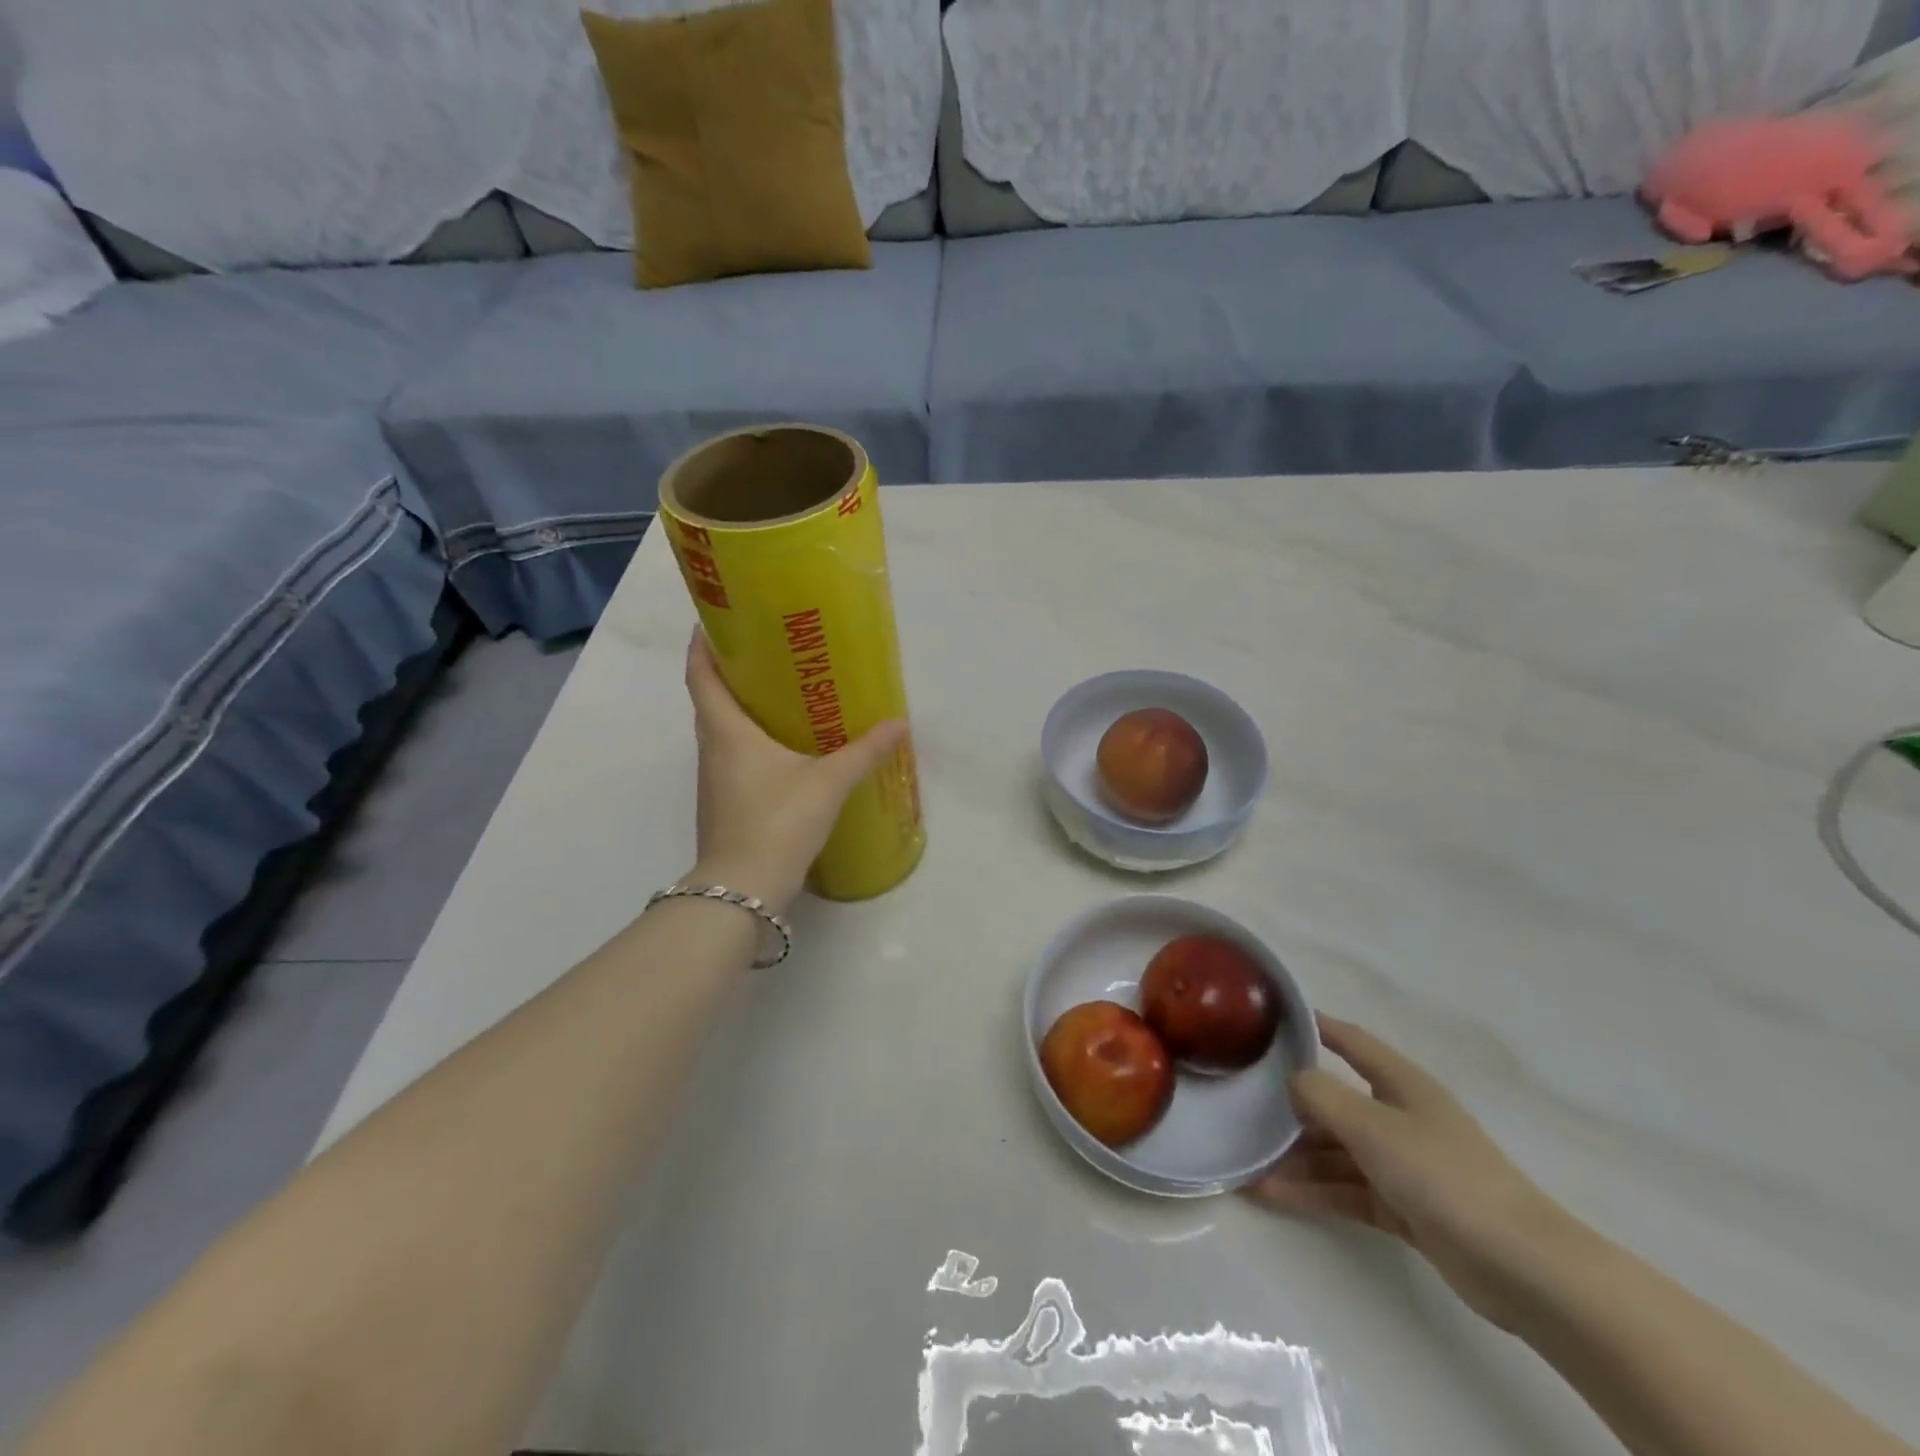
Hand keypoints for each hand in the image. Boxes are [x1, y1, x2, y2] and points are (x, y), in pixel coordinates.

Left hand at [684, 629, 908, 914]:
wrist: (744, 890)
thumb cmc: (778, 821)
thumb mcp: (828, 783)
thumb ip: (863, 752)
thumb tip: (898, 724)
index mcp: (726, 731)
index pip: (700, 674)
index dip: (702, 644)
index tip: (715, 621)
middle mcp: (711, 750)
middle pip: (710, 700)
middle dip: (730, 673)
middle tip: (768, 655)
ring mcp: (714, 781)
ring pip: (721, 732)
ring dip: (741, 711)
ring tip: (780, 697)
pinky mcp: (724, 805)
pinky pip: (732, 759)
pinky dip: (750, 743)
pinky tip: (783, 751)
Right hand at [1250, 1015, 1580, 1329]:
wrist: (1521, 1268)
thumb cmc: (1443, 1175)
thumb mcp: (1372, 1125)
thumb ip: (1322, 1096)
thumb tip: (1292, 1081)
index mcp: (1400, 1083)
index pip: (1350, 1041)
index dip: (1314, 1026)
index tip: (1271, 1020)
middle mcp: (1399, 1116)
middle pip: (1335, 1102)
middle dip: (1291, 1107)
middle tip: (1241, 1106)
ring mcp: (1402, 1164)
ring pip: (1336, 1151)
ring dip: (1295, 1157)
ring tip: (1246, 1162)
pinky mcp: (1403, 1207)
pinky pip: (1345, 1190)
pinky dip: (1312, 1191)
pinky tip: (1271, 1194)